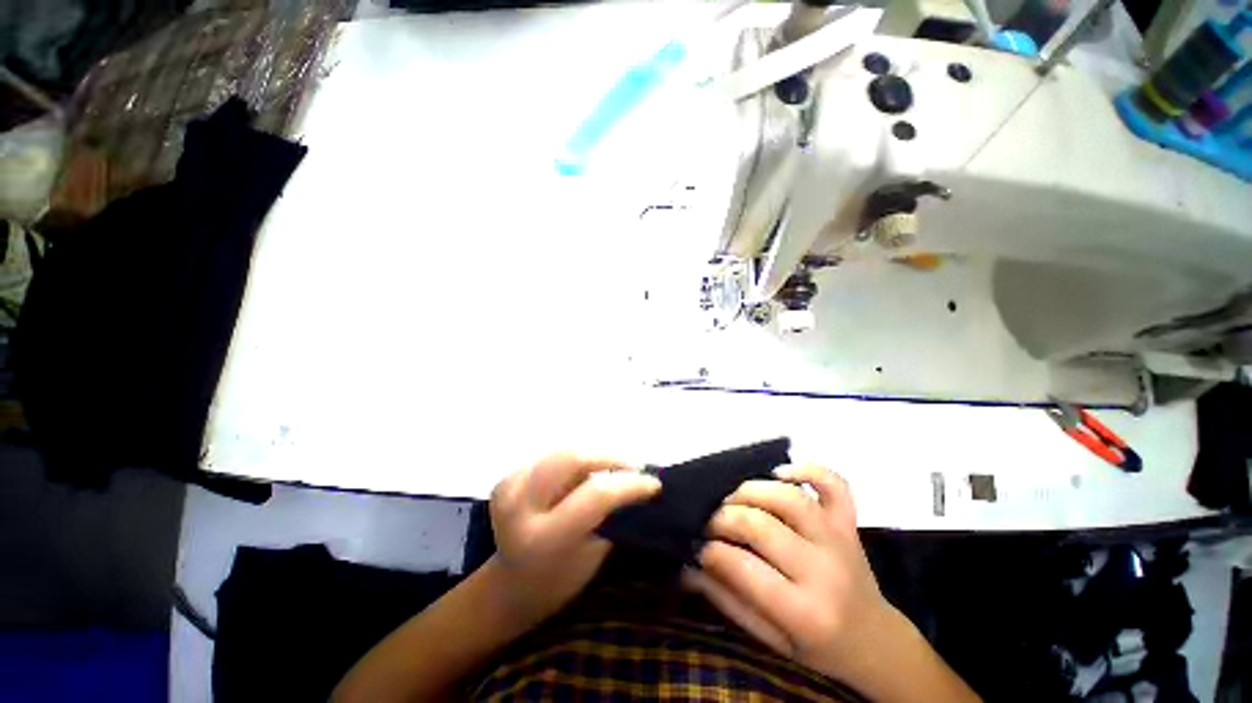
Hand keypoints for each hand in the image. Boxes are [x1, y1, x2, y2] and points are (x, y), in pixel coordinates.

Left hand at [489, 453, 660, 622]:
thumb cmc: (561, 579)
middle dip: (608, 457)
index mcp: (545, 538)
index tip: (654, 483)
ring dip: (591, 457)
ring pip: (562, 452)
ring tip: (611, 470)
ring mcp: (508, 489)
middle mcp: (520, 507)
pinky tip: (581, 475)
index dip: (629, 484)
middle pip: (572, 458)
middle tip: (632, 468)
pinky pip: (550, 457)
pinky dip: (572, 461)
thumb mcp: (594, 553)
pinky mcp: (505, 479)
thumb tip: (642, 483)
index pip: (595, 495)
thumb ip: (613, 514)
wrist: (513, 585)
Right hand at [683, 465, 894, 682]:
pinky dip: (807, 469)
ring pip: (789, 498)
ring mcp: (840, 540)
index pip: (742, 568)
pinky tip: (779, 472)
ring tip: (732, 498)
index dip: (709, 550)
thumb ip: (727, 601)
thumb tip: (687, 566)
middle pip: (761, 526)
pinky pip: (835, 484)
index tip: (695, 544)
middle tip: (707, 521)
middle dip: (722, 518)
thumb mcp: (769, 640)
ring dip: (751, 490)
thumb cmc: (816, 646)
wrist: (874, 641)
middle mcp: (824, 571)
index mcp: (804, 613)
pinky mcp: (849, 522)